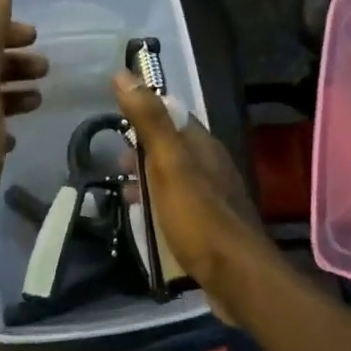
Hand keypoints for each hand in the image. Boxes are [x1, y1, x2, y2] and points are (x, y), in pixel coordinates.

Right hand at [112, 69, 281, 323]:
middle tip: (114, 167)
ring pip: (174, 180)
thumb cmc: (198, 217)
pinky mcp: (210, 228)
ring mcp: (213, 199)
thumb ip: (149, 121)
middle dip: (142, 154)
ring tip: (123, 197)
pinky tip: (145, 223)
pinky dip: (158, 207)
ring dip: (148, 183)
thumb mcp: (169, 164)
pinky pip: (178, 207)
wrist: (236, 276)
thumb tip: (124, 73)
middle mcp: (212, 167)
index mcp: (204, 147)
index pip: (173, 116)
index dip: (145, 115)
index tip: (115, 123)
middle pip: (172, 150)